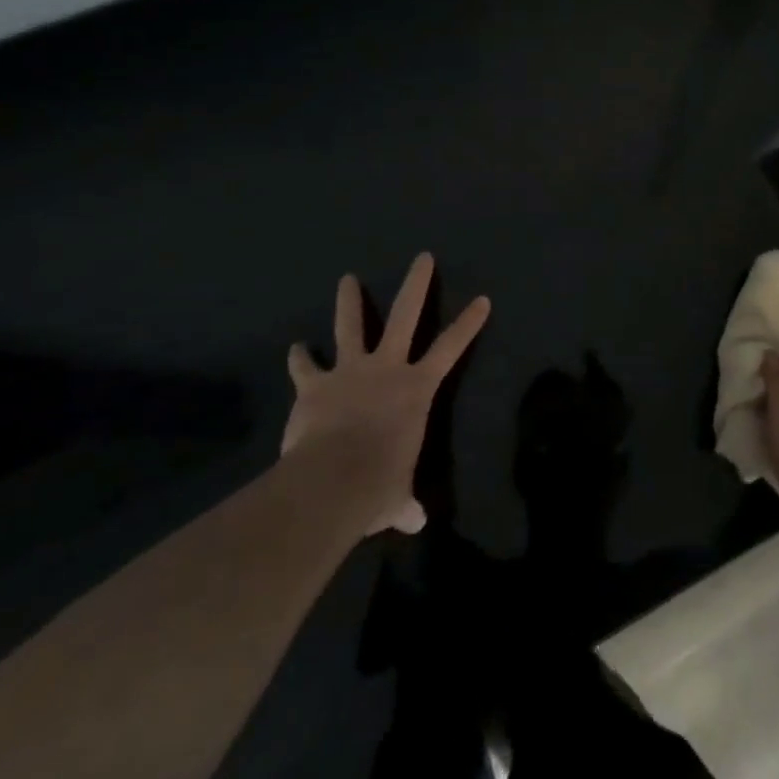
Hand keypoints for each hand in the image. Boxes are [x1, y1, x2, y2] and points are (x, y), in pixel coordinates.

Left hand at [281, 253, 488, 535]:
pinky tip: (295, 348)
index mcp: (416, 389)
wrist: (332, 479)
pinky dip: (300, 358)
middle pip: (406, 315)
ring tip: (347, 278)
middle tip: (422, 256)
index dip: (468, 323)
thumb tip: (414, 522)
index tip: (483, 298)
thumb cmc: (377, 484)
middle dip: (416, 284)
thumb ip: (403, 504)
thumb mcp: (395, 496)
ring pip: (352, 326)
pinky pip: (306, 366)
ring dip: (349, 301)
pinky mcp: (315, 384)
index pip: (451, 349)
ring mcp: (349, 370)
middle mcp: (386, 368)